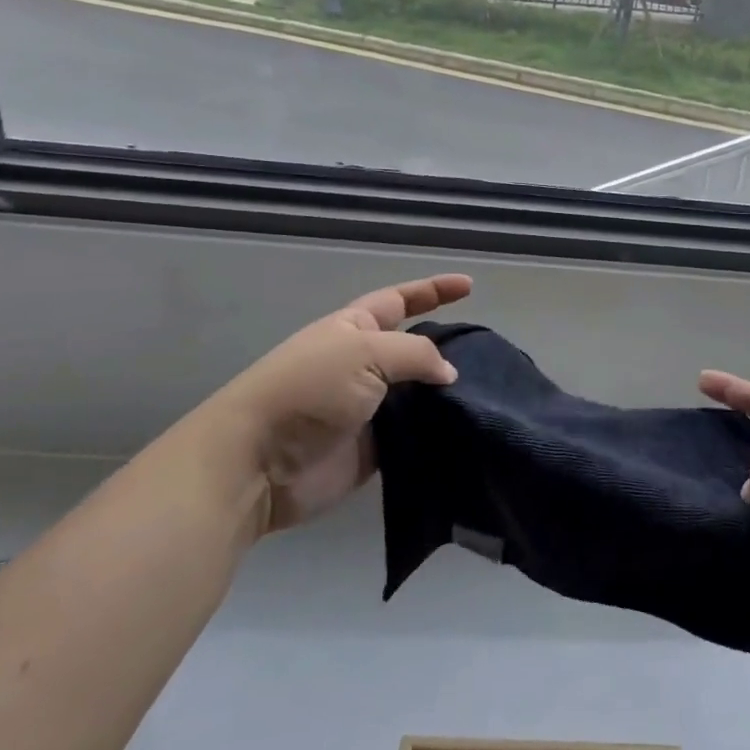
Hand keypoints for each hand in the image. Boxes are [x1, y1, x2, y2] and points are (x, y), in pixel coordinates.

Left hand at [201, 274, 471, 532]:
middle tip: (488, 353)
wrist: (258, 463)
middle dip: (447, 347)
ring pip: (419, 394)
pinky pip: (413, 435)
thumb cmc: (310, 390)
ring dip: (447, 394)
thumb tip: (449, 373)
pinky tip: (468, 430)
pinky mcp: (372, 450)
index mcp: (356, 329)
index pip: (401, 300)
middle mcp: (363, 364)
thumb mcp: (365, 352)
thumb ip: (416, 355)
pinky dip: (436, 432)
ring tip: (490, 393)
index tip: (469, 286)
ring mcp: (368, 408)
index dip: (433, 290)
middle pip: (414, 349)